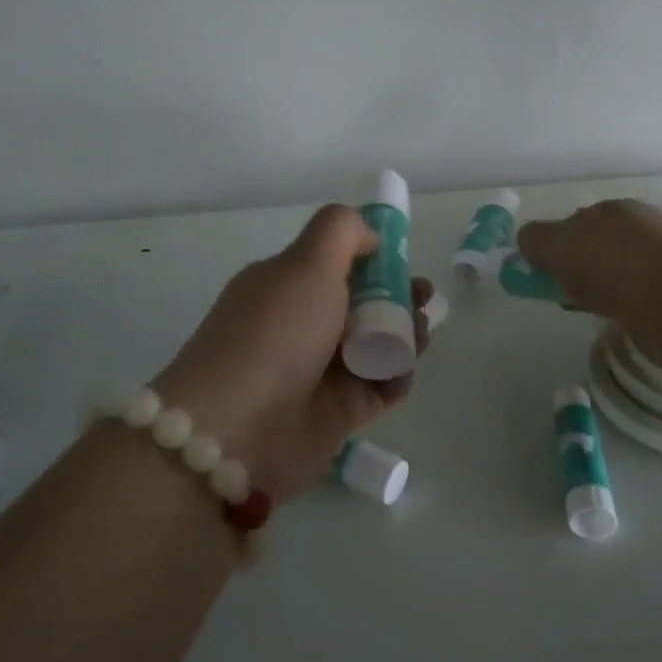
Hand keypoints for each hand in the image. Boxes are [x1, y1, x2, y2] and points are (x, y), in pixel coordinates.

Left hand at [153, 205, 430, 501]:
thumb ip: (341, 232)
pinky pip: (379, 387)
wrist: (238, 429)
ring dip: (405, 335)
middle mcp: (301, 325)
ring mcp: (318, 371)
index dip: (374, 259)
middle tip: (423, 300)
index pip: (337, 264)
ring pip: (377, 345)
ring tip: (420, 336)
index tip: (403, 261)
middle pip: (363, 303)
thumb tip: (370, 235)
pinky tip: (403, 371)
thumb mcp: (306, 262)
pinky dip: (397, 377)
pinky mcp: (337, 413)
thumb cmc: (275, 334)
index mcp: (285, 285)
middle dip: (399, 296)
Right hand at [516, 199, 661, 323]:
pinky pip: (643, 288)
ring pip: (625, 264)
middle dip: (587, 259)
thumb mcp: (555, 246)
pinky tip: (624, 312)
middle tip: (573, 289)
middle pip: (602, 239)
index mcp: (611, 207)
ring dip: (611, 280)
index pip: (576, 220)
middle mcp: (641, 222)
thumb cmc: (606, 264)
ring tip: (599, 305)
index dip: (559, 244)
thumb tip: (527, 240)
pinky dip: (630, 298)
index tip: (549, 271)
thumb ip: (536, 239)